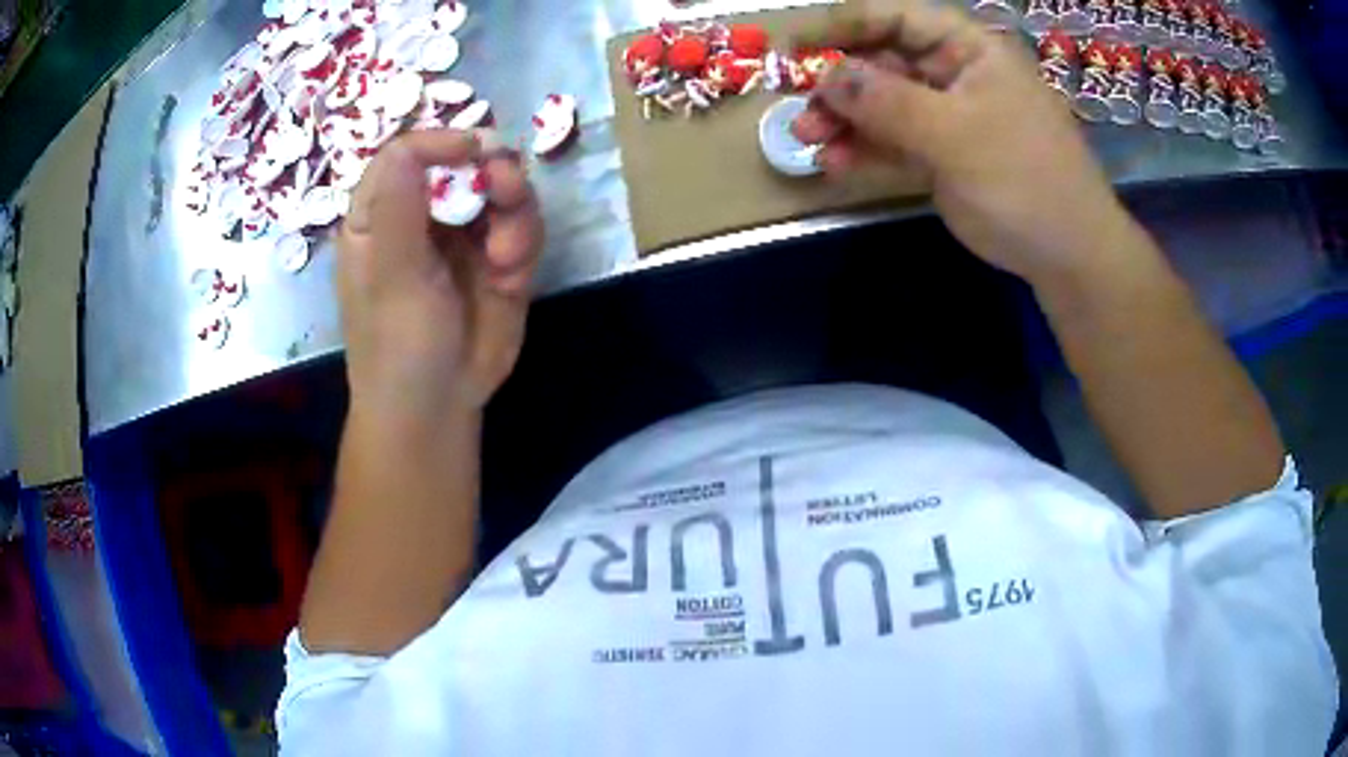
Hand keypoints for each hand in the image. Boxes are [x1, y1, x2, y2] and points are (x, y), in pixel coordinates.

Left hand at [337, 130, 542, 425]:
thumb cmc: (396, 345)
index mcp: (382, 214)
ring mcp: (465, 235)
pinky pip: (523, 227)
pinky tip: (511, 274)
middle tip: (506, 186)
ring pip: (502, 190)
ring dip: (515, 211)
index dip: (440, 143)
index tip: (473, 150)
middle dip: (491, 170)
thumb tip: (410, 141)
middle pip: (464, 162)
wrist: (438, 407)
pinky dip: (525, 242)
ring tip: (507, 254)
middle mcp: (424, 215)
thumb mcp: (391, 277)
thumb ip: (399, 206)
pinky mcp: (500, 258)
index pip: (407, 154)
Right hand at [793, 3, 1139, 286]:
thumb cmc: (1024, 181)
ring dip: (844, 120)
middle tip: (799, 108)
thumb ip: (889, 102)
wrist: (1069, 257)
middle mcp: (955, 74)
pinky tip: (834, 164)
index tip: (793, 44)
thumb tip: (828, 76)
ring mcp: (949, 117)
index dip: (842, 24)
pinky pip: (895, 143)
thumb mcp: (956, 136)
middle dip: (838, 83)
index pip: (897, 17)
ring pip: (883, 105)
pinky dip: (865, 151)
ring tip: (807, 142)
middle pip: (883, 62)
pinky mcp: (944, 156)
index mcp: (969, 50)